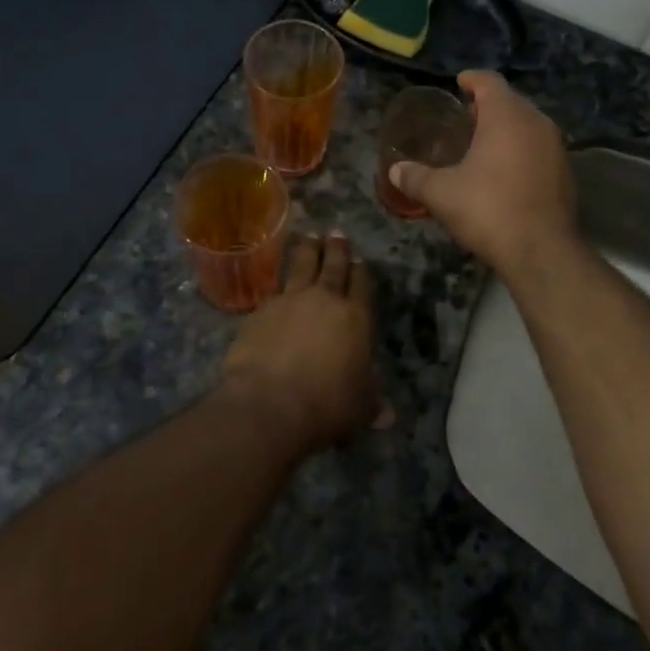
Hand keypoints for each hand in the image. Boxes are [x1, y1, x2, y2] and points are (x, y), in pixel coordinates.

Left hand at [221, 232, 385, 454]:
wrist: (270, 402)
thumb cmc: (327, 404)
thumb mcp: (360, 408)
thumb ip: (372, 404)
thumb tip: (388, 417)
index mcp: (355, 317)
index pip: (362, 285)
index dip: (361, 272)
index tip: (360, 260)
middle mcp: (324, 300)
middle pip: (332, 266)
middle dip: (336, 249)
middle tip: (336, 233)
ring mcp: (289, 301)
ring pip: (301, 266)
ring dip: (307, 250)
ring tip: (309, 237)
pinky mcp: (261, 310)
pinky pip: (274, 290)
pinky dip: (279, 284)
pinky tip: (277, 285)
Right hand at [390, 71, 578, 275]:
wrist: (542, 252)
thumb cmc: (488, 210)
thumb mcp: (442, 194)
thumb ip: (416, 178)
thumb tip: (395, 171)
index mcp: (506, 116)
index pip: (489, 81)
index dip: (472, 79)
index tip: (459, 83)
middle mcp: (536, 123)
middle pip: (511, 101)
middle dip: (488, 104)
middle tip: (465, 115)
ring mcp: (555, 147)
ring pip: (528, 124)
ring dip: (506, 127)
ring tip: (482, 142)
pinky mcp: (565, 172)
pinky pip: (539, 147)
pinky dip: (521, 148)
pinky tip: (504, 169)